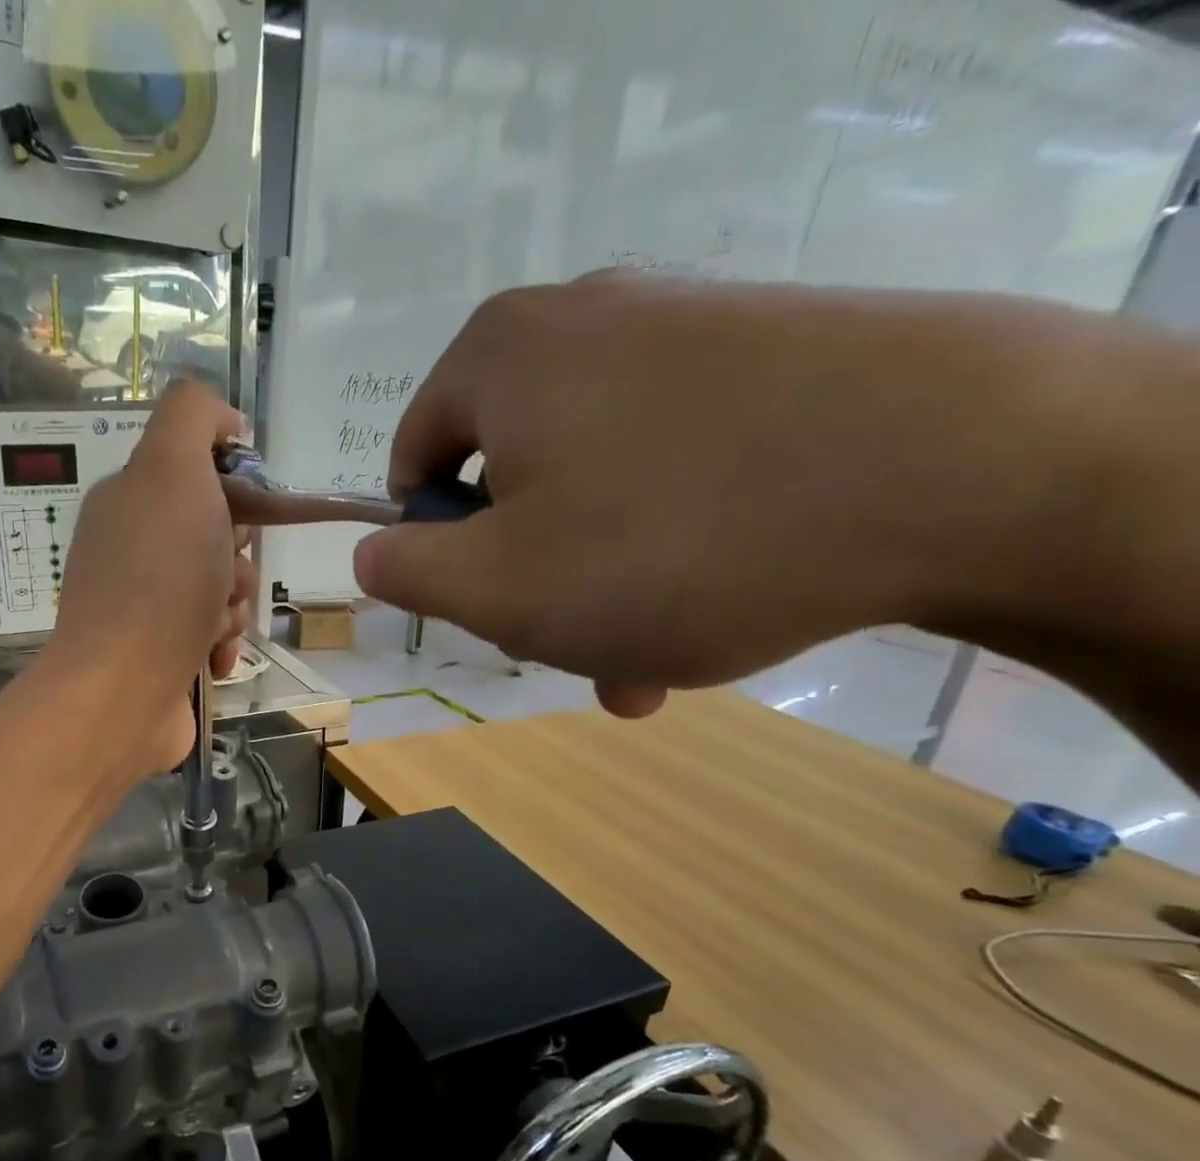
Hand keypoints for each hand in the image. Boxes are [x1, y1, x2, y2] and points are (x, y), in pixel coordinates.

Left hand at [49, 380, 256, 772]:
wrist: (123, 691)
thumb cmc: (158, 581)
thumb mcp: (172, 469)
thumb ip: (192, 417)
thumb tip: (223, 422)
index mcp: (128, 500)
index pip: (198, 477)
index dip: (232, 493)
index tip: (237, 517)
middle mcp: (130, 550)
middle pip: (215, 538)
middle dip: (235, 561)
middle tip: (223, 580)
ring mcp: (141, 608)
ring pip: (218, 591)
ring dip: (231, 608)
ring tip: (213, 628)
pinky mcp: (158, 656)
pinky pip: (209, 637)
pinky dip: (220, 646)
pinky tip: (210, 660)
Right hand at [353, 272, 1114, 716]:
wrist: (969, 468)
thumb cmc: (669, 540)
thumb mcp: (496, 586)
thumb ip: (406, 572)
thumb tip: (371, 553)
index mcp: (501, 356)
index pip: (416, 460)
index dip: (434, 547)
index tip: (485, 603)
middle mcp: (585, 322)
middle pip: (512, 479)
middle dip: (530, 579)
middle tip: (572, 648)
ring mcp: (686, 332)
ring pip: (597, 487)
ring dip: (602, 582)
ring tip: (647, 657)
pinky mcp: (772, 360)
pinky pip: (677, 470)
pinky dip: (672, 545)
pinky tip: (714, 608)